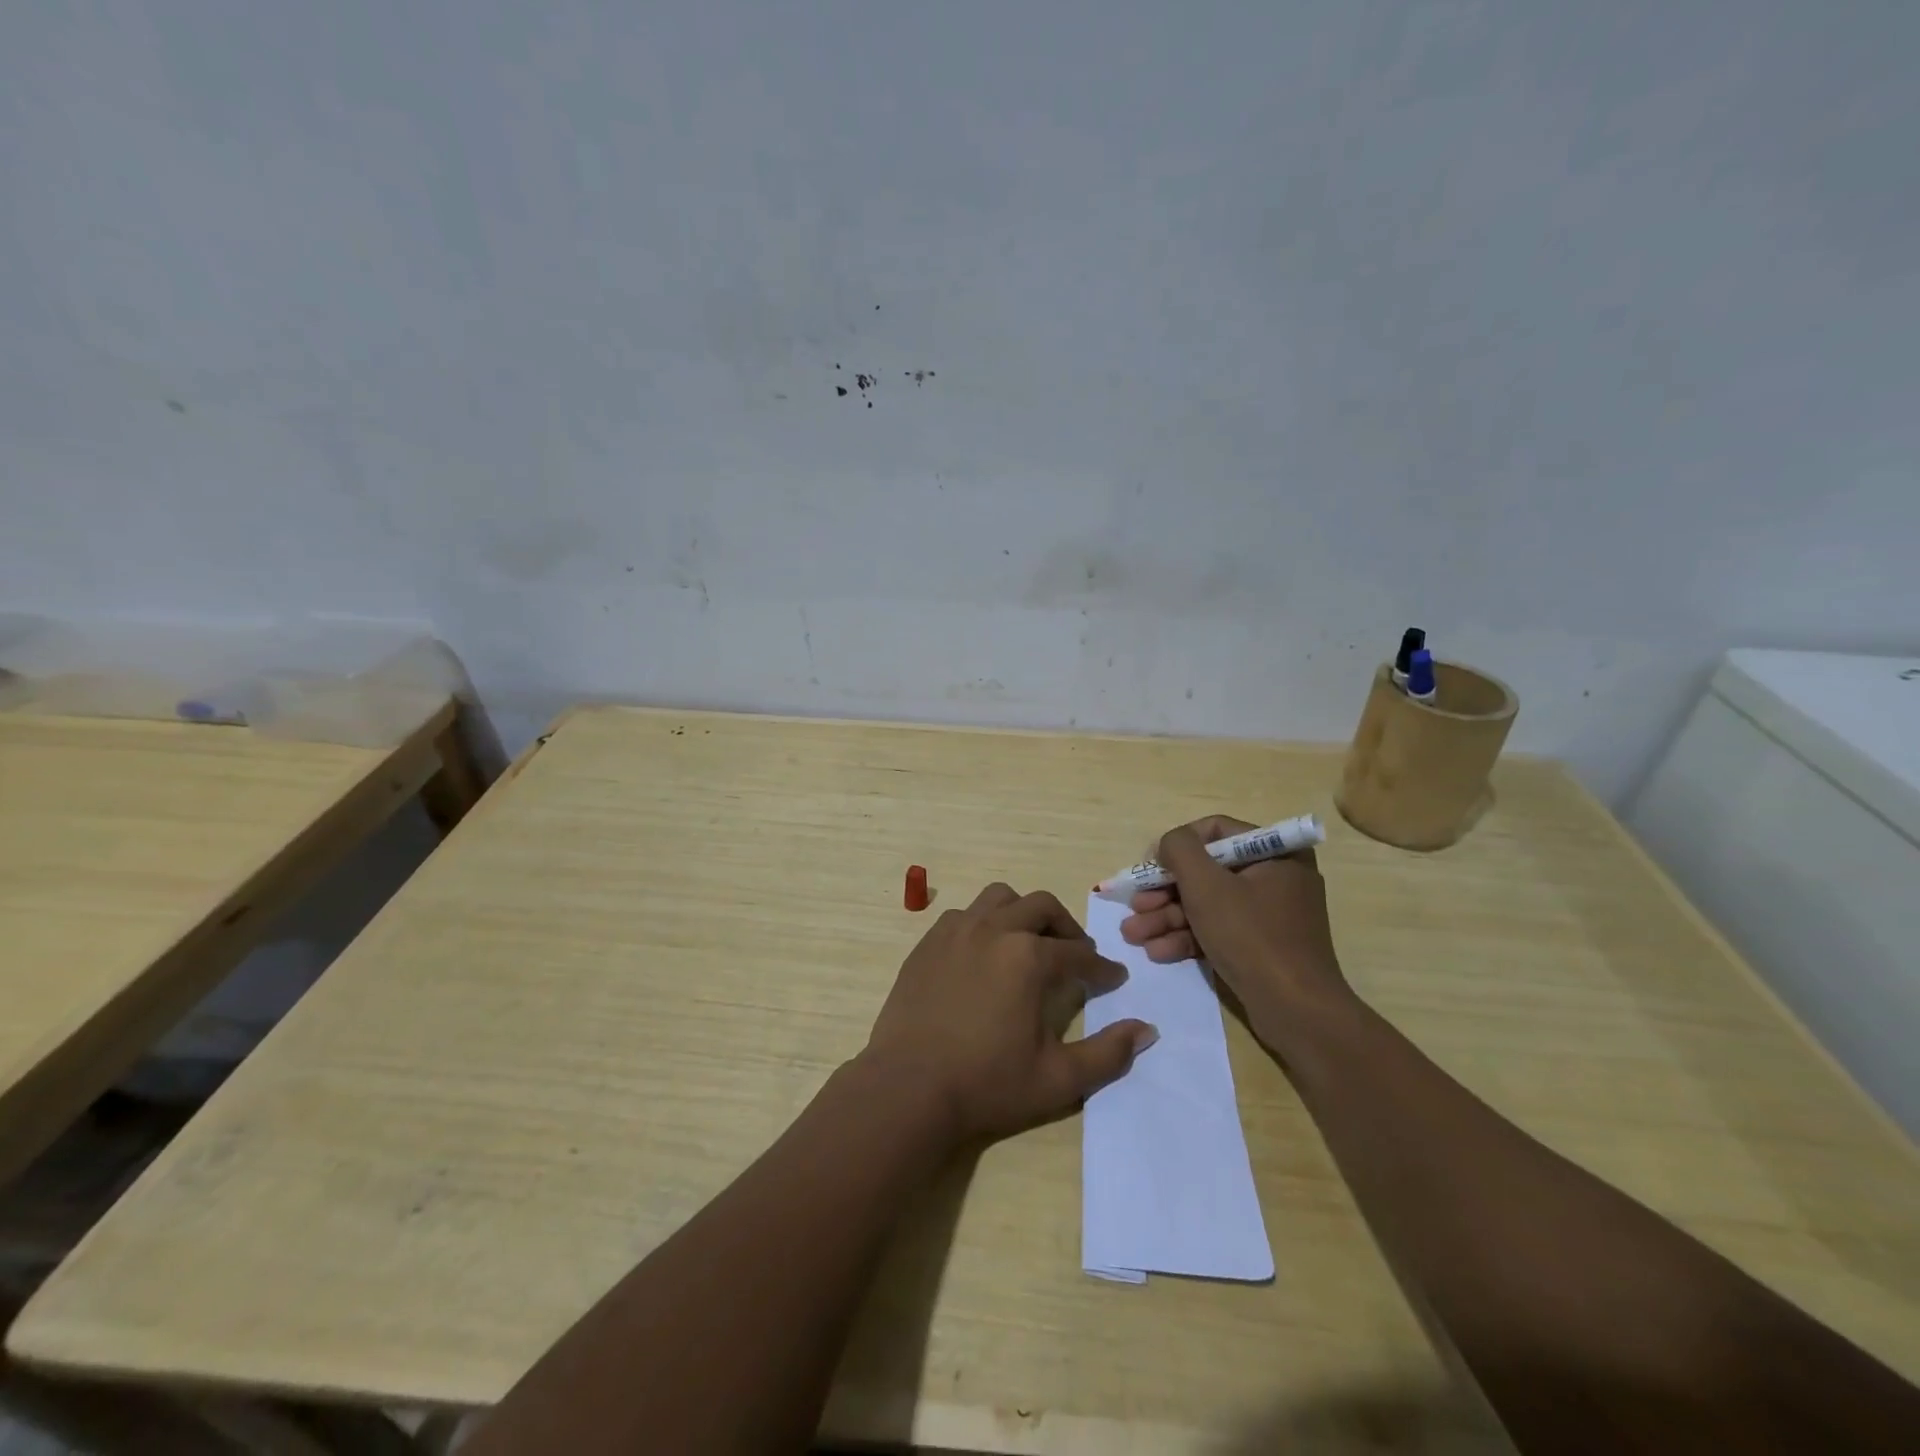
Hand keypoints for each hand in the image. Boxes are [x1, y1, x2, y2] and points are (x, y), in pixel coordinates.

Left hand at [860, 883, 1157, 1144]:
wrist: (908, 1087)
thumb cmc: (986, 1084)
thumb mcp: (1058, 1079)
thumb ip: (1108, 1054)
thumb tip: (1146, 1029)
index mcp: (1029, 957)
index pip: (1078, 953)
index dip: (1101, 967)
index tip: (1113, 978)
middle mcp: (994, 930)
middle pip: (1041, 907)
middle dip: (1066, 927)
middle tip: (1075, 952)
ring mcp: (956, 931)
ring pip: (1000, 898)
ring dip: (1023, 913)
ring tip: (1029, 942)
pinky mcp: (928, 942)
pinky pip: (965, 914)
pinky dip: (985, 923)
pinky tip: (985, 953)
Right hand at [1120, 816, 1351, 1043]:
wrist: (1296, 1011)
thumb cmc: (1251, 936)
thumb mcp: (1207, 885)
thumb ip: (1180, 850)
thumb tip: (1168, 844)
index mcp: (1276, 853)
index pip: (1215, 831)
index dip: (1176, 845)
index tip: (1148, 867)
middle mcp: (1275, 877)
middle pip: (1206, 872)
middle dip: (1164, 892)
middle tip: (1134, 906)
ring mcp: (1268, 914)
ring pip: (1207, 904)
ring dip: (1167, 917)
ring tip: (1133, 935)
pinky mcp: (1260, 946)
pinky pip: (1218, 929)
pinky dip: (1188, 937)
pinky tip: (1158, 952)